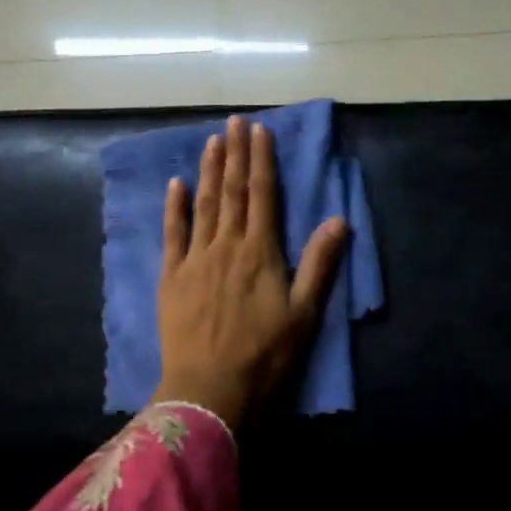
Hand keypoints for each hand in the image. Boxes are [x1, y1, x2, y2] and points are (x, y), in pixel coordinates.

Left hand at [153, 116, 350, 428]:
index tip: (260, 130)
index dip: (262, 160)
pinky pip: (173, 234)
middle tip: (234, 121)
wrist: (209, 389)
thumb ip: (319, 264)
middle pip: (233, 193)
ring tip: (212, 142)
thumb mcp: (304, 313)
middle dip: (235, 155)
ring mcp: (195, 260)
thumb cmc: (264, 355)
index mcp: (261, 252)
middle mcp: (227, 246)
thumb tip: (339, 220)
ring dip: (209, 172)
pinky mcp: (172, 278)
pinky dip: (175, 208)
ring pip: (204, 206)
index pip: (263, 195)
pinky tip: (176, 185)